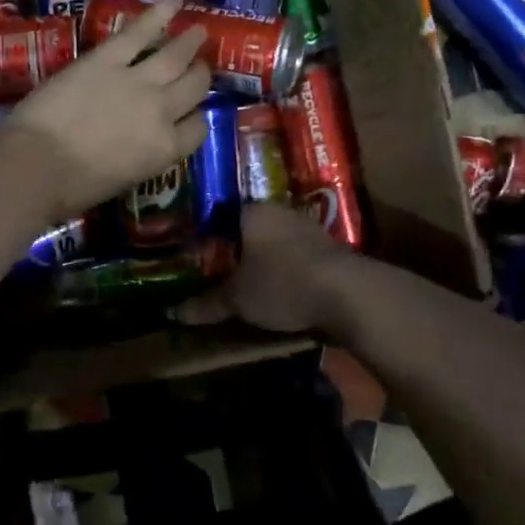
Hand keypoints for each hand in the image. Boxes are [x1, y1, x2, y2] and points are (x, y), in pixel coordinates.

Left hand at [0, 0, 211, 221]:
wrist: (36, 165)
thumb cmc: (72, 188)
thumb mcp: (121, 180)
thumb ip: (140, 156)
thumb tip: (137, 143)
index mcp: (165, 150)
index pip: (198, 128)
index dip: (197, 117)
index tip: (191, 111)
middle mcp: (162, 112)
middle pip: (194, 87)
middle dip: (200, 75)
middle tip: (200, 66)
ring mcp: (137, 81)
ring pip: (175, 56)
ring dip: (190, 42)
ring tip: (199, 30)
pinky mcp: (107, 59)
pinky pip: (139, 32)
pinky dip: (159, 14)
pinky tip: (174, 0)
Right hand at [176, 202, 350, 333]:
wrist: (348, 294)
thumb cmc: (281, 283)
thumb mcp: (238, 299)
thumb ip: (208, 304)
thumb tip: (175, 313)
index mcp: (252, 211)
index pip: (221, 214)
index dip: (207, 234)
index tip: (196, 252)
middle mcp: (280, 211)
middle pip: (250, 227)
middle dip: (236, 248)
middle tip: (218, 269)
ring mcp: (309, 227)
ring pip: (276, 241)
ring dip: (265, 259)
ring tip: (248, 281)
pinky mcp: (331, 249)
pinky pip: (298, 255)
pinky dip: (287, 269)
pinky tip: (281, 288)